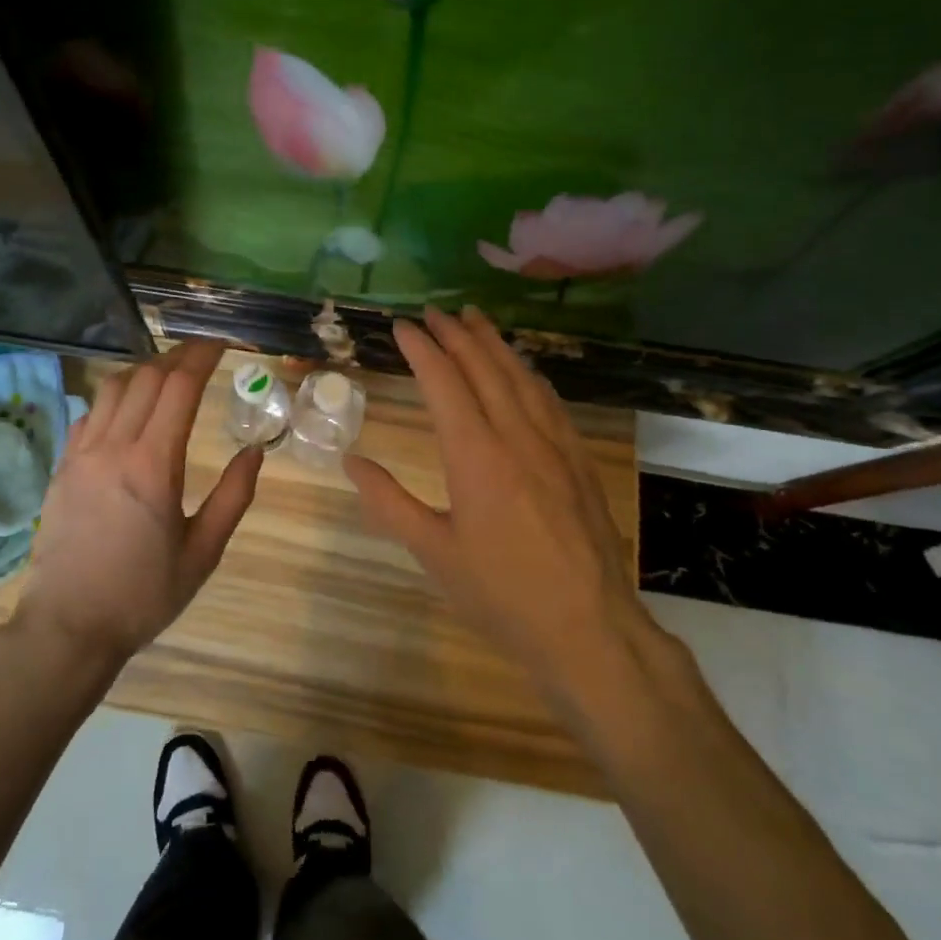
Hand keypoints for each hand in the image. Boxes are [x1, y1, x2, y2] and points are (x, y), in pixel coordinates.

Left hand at [22, 341, 263, 664]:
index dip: (202, 357)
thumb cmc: (143, 595)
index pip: (178, 388)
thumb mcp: (203, 553)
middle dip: (177, 357)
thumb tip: (255, 451)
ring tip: (169, 377)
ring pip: (113, 388)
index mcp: (153, 466)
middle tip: (203, 357)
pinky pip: (89, 413)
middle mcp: (113, 447)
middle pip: (146, 377)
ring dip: (145, 372)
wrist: (69, 626)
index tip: (222, 344)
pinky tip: (129, 411)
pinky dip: (115, 398)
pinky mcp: (62, 467)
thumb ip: (233, 497)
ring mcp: (81, 454)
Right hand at [344, 307, 656, 703]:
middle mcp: (517, 437)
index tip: (402, 325)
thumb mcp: (433, 552)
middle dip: (457, 335)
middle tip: (435, 311)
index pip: (444, 383)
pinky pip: (549, 400)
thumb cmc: (501, 593)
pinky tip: (523, 371)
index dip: (422, 349)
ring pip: (521, 377)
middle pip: (485, 368)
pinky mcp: (579, 461)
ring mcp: (555, 445)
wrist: (590, 628)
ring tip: (476, 319)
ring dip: (495, 344)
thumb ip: (388, 502)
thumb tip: (350, 462)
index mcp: (476, 455)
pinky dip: (527, 374)